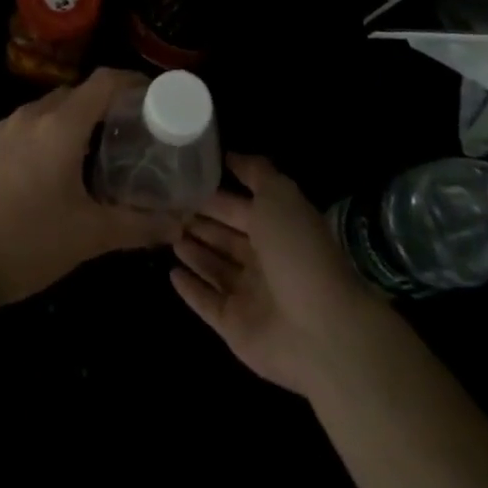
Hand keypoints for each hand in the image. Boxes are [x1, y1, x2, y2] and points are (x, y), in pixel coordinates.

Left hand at [0, 68, 177, 312]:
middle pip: (78, 92)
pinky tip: (58, 167)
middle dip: (107, 104)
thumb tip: (179, 223)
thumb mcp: (90, 237)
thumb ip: (138, 225)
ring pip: (51, 108)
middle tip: (132, 130)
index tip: (154, 95)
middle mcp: (32, 115)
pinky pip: (30, 124)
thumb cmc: (28, 243)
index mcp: (60, 125)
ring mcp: (6, 128)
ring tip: (100, 149)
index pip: (103, 82)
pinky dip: (52, 132)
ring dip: (77, 119)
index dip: (131, 81)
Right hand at [170, 153, 381, 399]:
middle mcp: (262, 261)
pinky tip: (171, 273)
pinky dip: (190, 290)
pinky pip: (207, 304)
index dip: (213, 195)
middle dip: (199, 222)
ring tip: (165, 234)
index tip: (182, 182)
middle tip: (166, 208)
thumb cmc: (298, 251)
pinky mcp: (235, 327)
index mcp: (275, 229)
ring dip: (192, 251)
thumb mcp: (279, 195)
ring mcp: (249, 296)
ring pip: (213, 267)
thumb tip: (229, 156)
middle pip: (224, 237)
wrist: (321, 330)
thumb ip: (255, 172)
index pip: (237, 208)